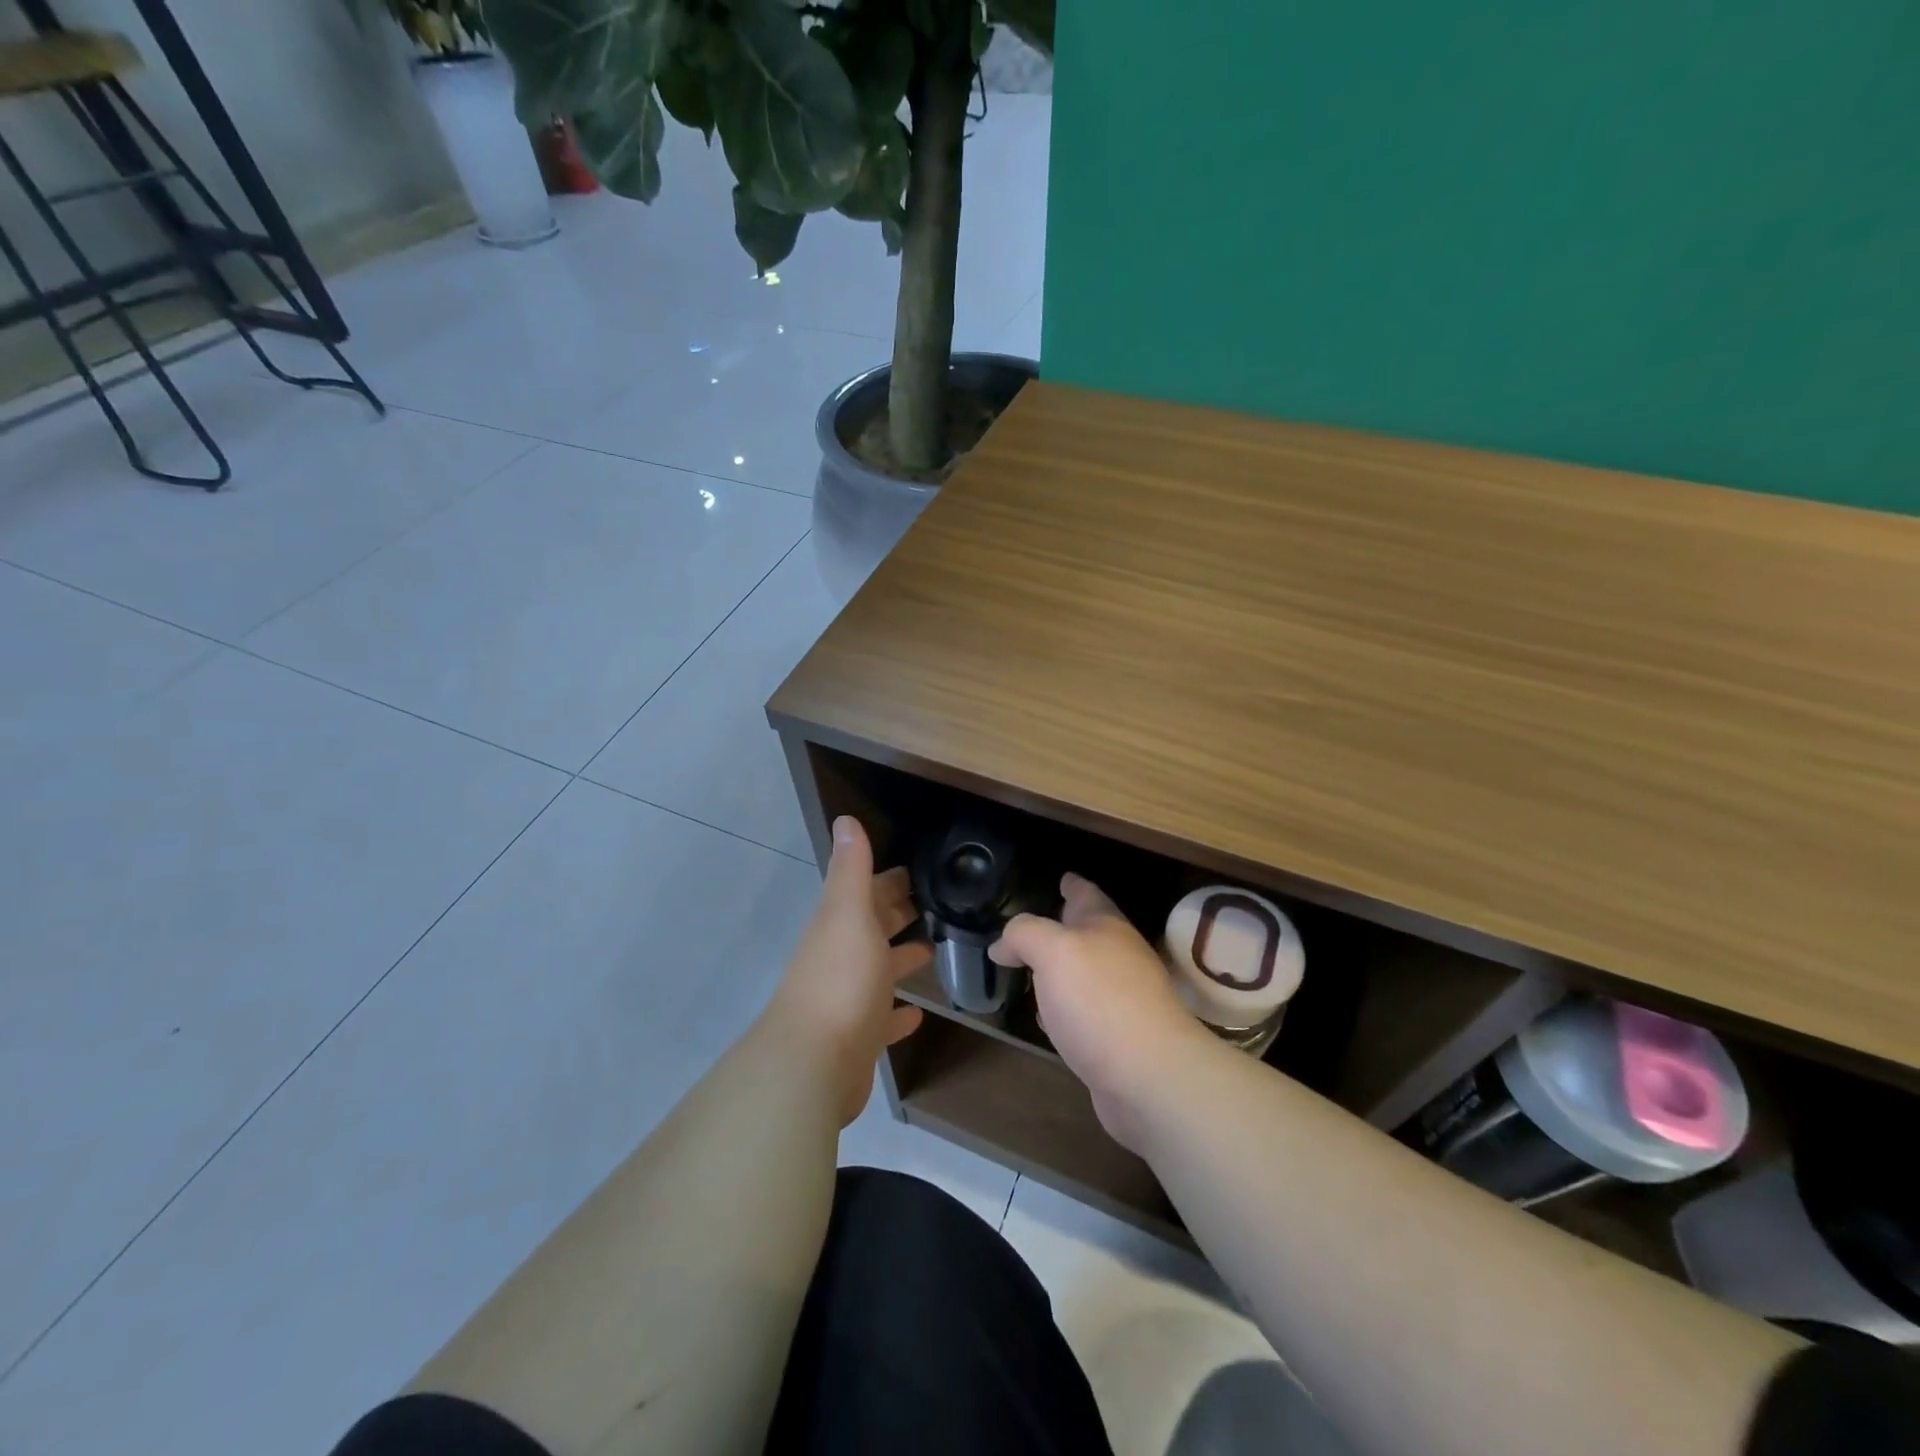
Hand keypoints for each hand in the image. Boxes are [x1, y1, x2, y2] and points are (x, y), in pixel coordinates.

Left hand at [765, 817, 929, 1125]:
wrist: (813, 1063)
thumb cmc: (840, 979)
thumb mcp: (848, 913)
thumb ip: (851, 869)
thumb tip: (845, 819)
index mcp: (840, 924)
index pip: (869, 891)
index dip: (892, 878)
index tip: (924, 868)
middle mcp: (841, 956)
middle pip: (873, 927)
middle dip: (898, 912)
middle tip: (940, 903)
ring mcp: (848, 999)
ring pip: (878, 970)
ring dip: (900, 958)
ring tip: (935, 948)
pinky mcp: (858, 1038)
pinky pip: (882, 1018)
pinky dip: (898, 1013)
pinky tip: (919, 1013)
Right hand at [991, 873, 1212, 1152]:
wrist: (1149, 1076)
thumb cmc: (1098, 999)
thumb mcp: (1052, 950)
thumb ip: (1024, 934)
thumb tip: (1003, 944)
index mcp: (1106, 927)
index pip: (1087, 894)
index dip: (1073, 884)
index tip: (1062, 877)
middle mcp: (1118, 958)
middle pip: (1088, 934)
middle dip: (1064, 927)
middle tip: (1034, 926)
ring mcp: (1122, 999)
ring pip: (1084, 974)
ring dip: (1060, 970)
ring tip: (1033, 969)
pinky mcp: (1118, 1039)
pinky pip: (1083, 1012)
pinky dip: (1063, 1008)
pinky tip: (1048, 1018)